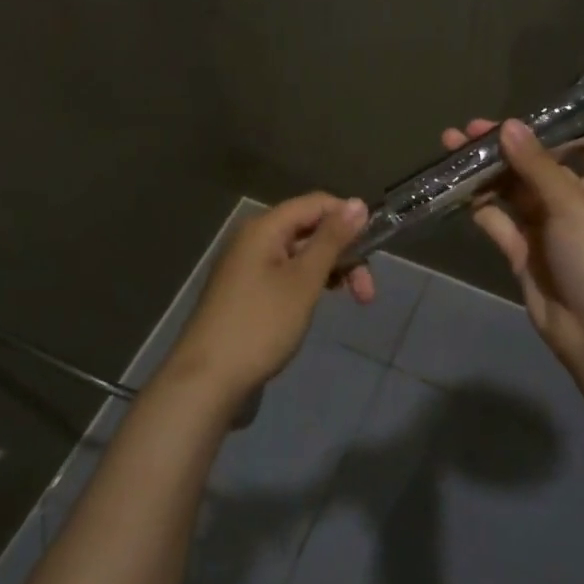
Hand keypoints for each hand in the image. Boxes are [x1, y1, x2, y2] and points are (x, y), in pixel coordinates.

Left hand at [164, 193, 372, 401]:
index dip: (349, 218)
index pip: (317, 203)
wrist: (207, 381)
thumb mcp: (304, 280)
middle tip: (367, 293)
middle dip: (344, 253)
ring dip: (330, 271)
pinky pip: (286, 273)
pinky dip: (309, 283)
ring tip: (354, 300)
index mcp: (265, 227)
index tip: (376, 248)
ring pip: (301, 254)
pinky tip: (320, 303)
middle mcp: (254, 238)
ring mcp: (248, 266)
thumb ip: (332, 240)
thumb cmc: (260, 325)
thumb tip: (358, 202)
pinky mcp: (247, 292)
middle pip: (310, 229)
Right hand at [443, 118, 583, 372]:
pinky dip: (480, 206)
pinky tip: (455, 188)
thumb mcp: (572, 204)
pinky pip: (499, 223)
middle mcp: (575, 202)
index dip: (558, 130)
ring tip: (450, 149)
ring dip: (486, 173)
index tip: (522, 114)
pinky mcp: (525, 254)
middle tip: (466, 129)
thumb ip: (537, 165)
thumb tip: (508, 124)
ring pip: (513, 193)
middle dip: (505, 148)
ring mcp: (548, 229)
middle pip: (537, 166)